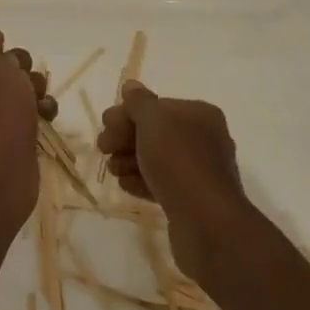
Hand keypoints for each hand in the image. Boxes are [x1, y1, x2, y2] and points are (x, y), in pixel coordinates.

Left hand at [0, 4, 56, 224]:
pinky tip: (46, 119)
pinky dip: (38, 113)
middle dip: (22, 70)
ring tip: (40, 104)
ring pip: (18, 90)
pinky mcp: (5, 139)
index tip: (6, 57)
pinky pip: (25, 115)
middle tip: (24, 82)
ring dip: (34, 91)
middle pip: (2, 67)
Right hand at [98, 82, 248, 277]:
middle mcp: (203, 139)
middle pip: (155, 132)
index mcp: (200, 115)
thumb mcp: (154, 121)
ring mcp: (199, 171)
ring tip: (113, 170)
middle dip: (126, 137)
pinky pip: (162, 183)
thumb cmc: (179, 161)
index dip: (128, 113)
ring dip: (131, 160)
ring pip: (157, 159)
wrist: (206, 223)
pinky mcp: (191, 199)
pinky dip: (142, 181)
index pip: (158, 107)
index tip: (105, 125)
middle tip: (103, 148)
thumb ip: (139, 102)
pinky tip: (125, 185)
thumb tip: (131, 86)